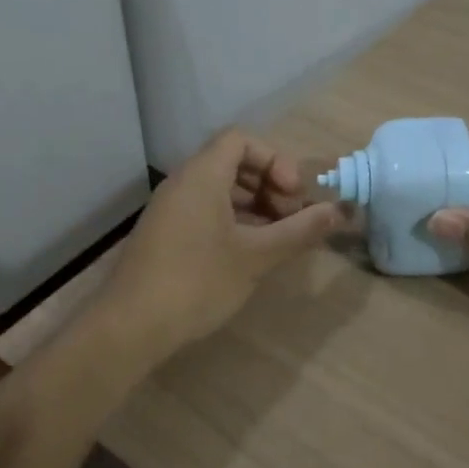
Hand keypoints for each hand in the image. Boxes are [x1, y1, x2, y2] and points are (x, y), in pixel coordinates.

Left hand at [97, 128, 346, 358]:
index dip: (275, 161)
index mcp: (202, 175)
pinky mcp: (165, 234)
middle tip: (290, 218)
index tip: (293, 195)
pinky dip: (233, 221)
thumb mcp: (256, 256)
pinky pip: (205, 211)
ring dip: (253, 206)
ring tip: (276, 239)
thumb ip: (299, 231)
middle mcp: (182, 183)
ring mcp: (170, 209)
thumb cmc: (196, 282)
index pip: (241, 140)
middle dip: (269, 185)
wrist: (129, 327)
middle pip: (232, 162)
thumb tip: (340, 211)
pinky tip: (249, 254)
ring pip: (219, 190)